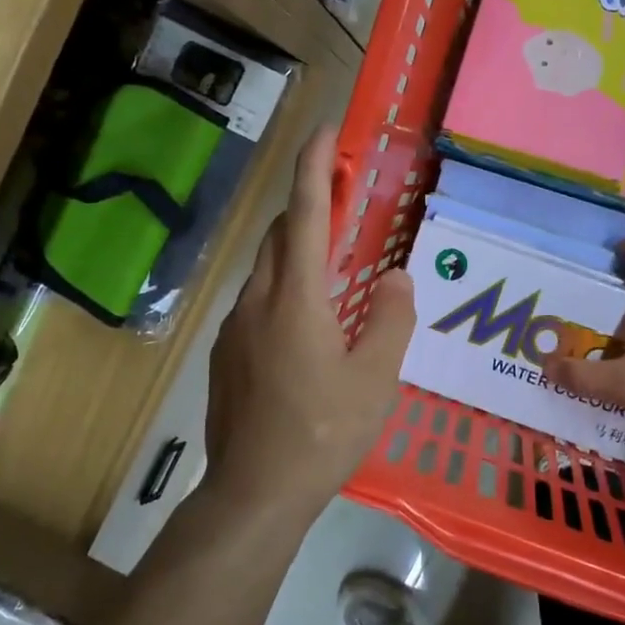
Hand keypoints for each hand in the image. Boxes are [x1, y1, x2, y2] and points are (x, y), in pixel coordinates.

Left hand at [204, 126, 415, 522]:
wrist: (254, 493)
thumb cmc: (322, 434)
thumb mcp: (376, 379)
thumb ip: (391, 319)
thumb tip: (398, 278)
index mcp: (296, 297)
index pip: (304, 214)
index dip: (315, 167)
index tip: (327, 131)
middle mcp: (258, 300)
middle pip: (279, 233)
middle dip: (308, 205)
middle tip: (345, 202)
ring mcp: (235, 327)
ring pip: (265, 268)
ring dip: (296, 248)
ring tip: (334, 264)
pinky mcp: (226, 353)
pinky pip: (257, 301)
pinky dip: (284, 286)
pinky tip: (308, 323)